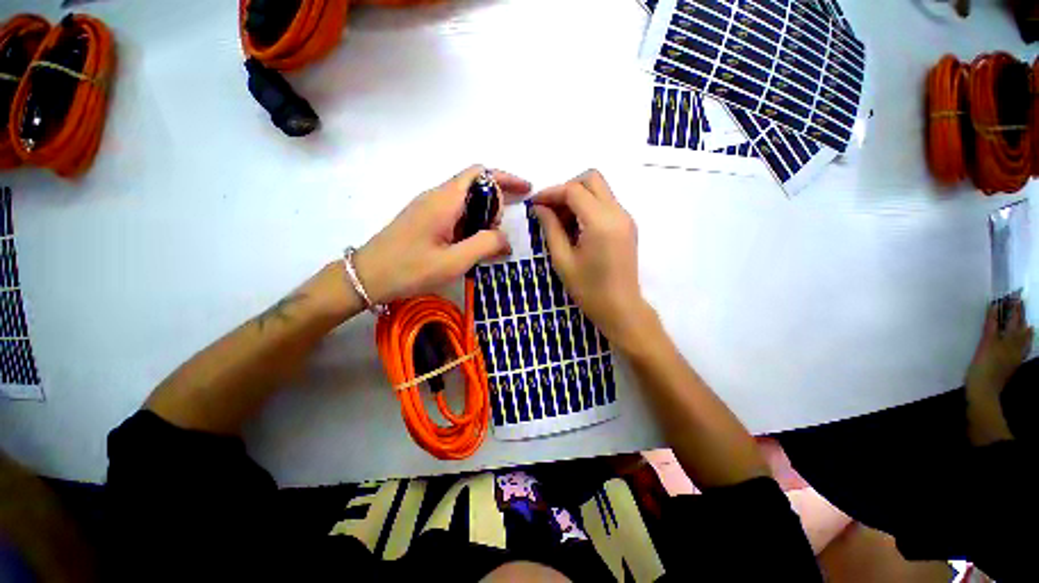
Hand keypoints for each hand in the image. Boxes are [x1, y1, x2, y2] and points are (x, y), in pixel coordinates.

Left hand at [354, 165, 530, 303]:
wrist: (366, 277)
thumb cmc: (410, 269)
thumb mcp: (454, 262)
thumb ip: (485, 245)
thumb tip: (506, 240)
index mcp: (445, 200)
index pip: (481, 174)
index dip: (506, 179)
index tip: (526, 193)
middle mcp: (437, 196)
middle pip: (475, 183)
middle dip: (497, 200)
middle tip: (501, 231)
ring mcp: (428, 206)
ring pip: (465, 198)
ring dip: (484, 214)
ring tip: (490, 240)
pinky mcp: (424, 218)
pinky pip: (455, 211)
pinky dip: (471, 222)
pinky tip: (472, 243)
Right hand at [530, 170, 652, 342]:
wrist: (621, 309)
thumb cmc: (589, 290)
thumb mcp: (563, 260)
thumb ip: (551, 228)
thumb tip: (540, 207)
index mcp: (600, 222)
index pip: (573, 190)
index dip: (550, 193)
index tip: (534, 204)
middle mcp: (618, 212)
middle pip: (592, 179)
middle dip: (567, 188)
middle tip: (550, 210)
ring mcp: (626, 218)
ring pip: (600, 190)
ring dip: (578, 198)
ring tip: (561, 222)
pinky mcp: (627, 226)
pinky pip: (606, 204)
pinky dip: (588, 207)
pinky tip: (576, 228)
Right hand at [965, 300, 1032, 444]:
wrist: (984, 391)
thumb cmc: (981, 367)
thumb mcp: (984, 345)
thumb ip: (990, 326)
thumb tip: (995, 307)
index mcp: (1007, 339)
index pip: (1011, 319)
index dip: (1012, 307)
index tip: (1012, 295)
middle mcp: (1014, 345)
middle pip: (1018, 327)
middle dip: (1018, 315)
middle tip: (1018, 302)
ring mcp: (1014, 356)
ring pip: (1023, 338)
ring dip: (1024, 328)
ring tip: (1026, 321)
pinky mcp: (1012, 364)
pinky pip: (1022, 349)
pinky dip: (1025, 342)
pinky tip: (1025, 341)